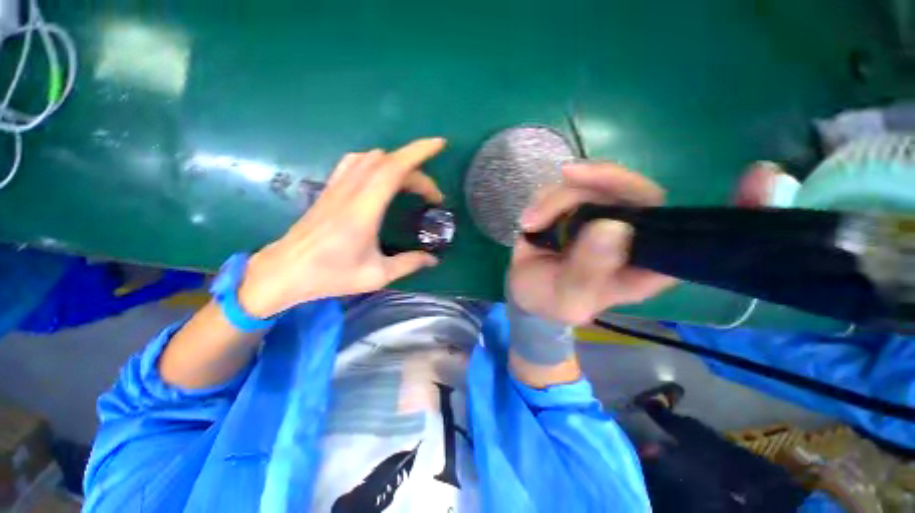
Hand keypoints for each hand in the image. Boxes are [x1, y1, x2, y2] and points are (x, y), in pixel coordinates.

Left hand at [238, 138, 446, 316]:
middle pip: (388, 162)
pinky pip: (355, 163)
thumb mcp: (377, 275)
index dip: (418, 152)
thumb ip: (409, 263)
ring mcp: (337, 187)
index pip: (393, 168)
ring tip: (412, 185)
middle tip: (431, 196)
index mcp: (364, 210)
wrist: (284, 271)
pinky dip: (375, 163)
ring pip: (370, 158)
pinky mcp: (330, 189)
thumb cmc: (330, 275)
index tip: (439, 145)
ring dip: (397, 164)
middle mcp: (350, 191)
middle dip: (417, 171)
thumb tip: (433, 260)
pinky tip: (382, 178)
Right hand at [509, 162, 676, 324]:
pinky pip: (568, 184)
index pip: (671, 232)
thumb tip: (613, 226)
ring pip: (596, 182)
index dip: (651, 211)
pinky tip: (529, 221)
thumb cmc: (549, 299)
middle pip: (634, 191)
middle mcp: (631, 236)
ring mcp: (604, 215)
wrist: (523, 286)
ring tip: (530, 223)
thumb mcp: (567, 297)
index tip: (608, 209)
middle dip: (599, 181)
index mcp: (643, 266)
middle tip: (567, 175)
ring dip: (556, 198)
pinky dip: (544, 198)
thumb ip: (587, 271)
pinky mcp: (579, 204)